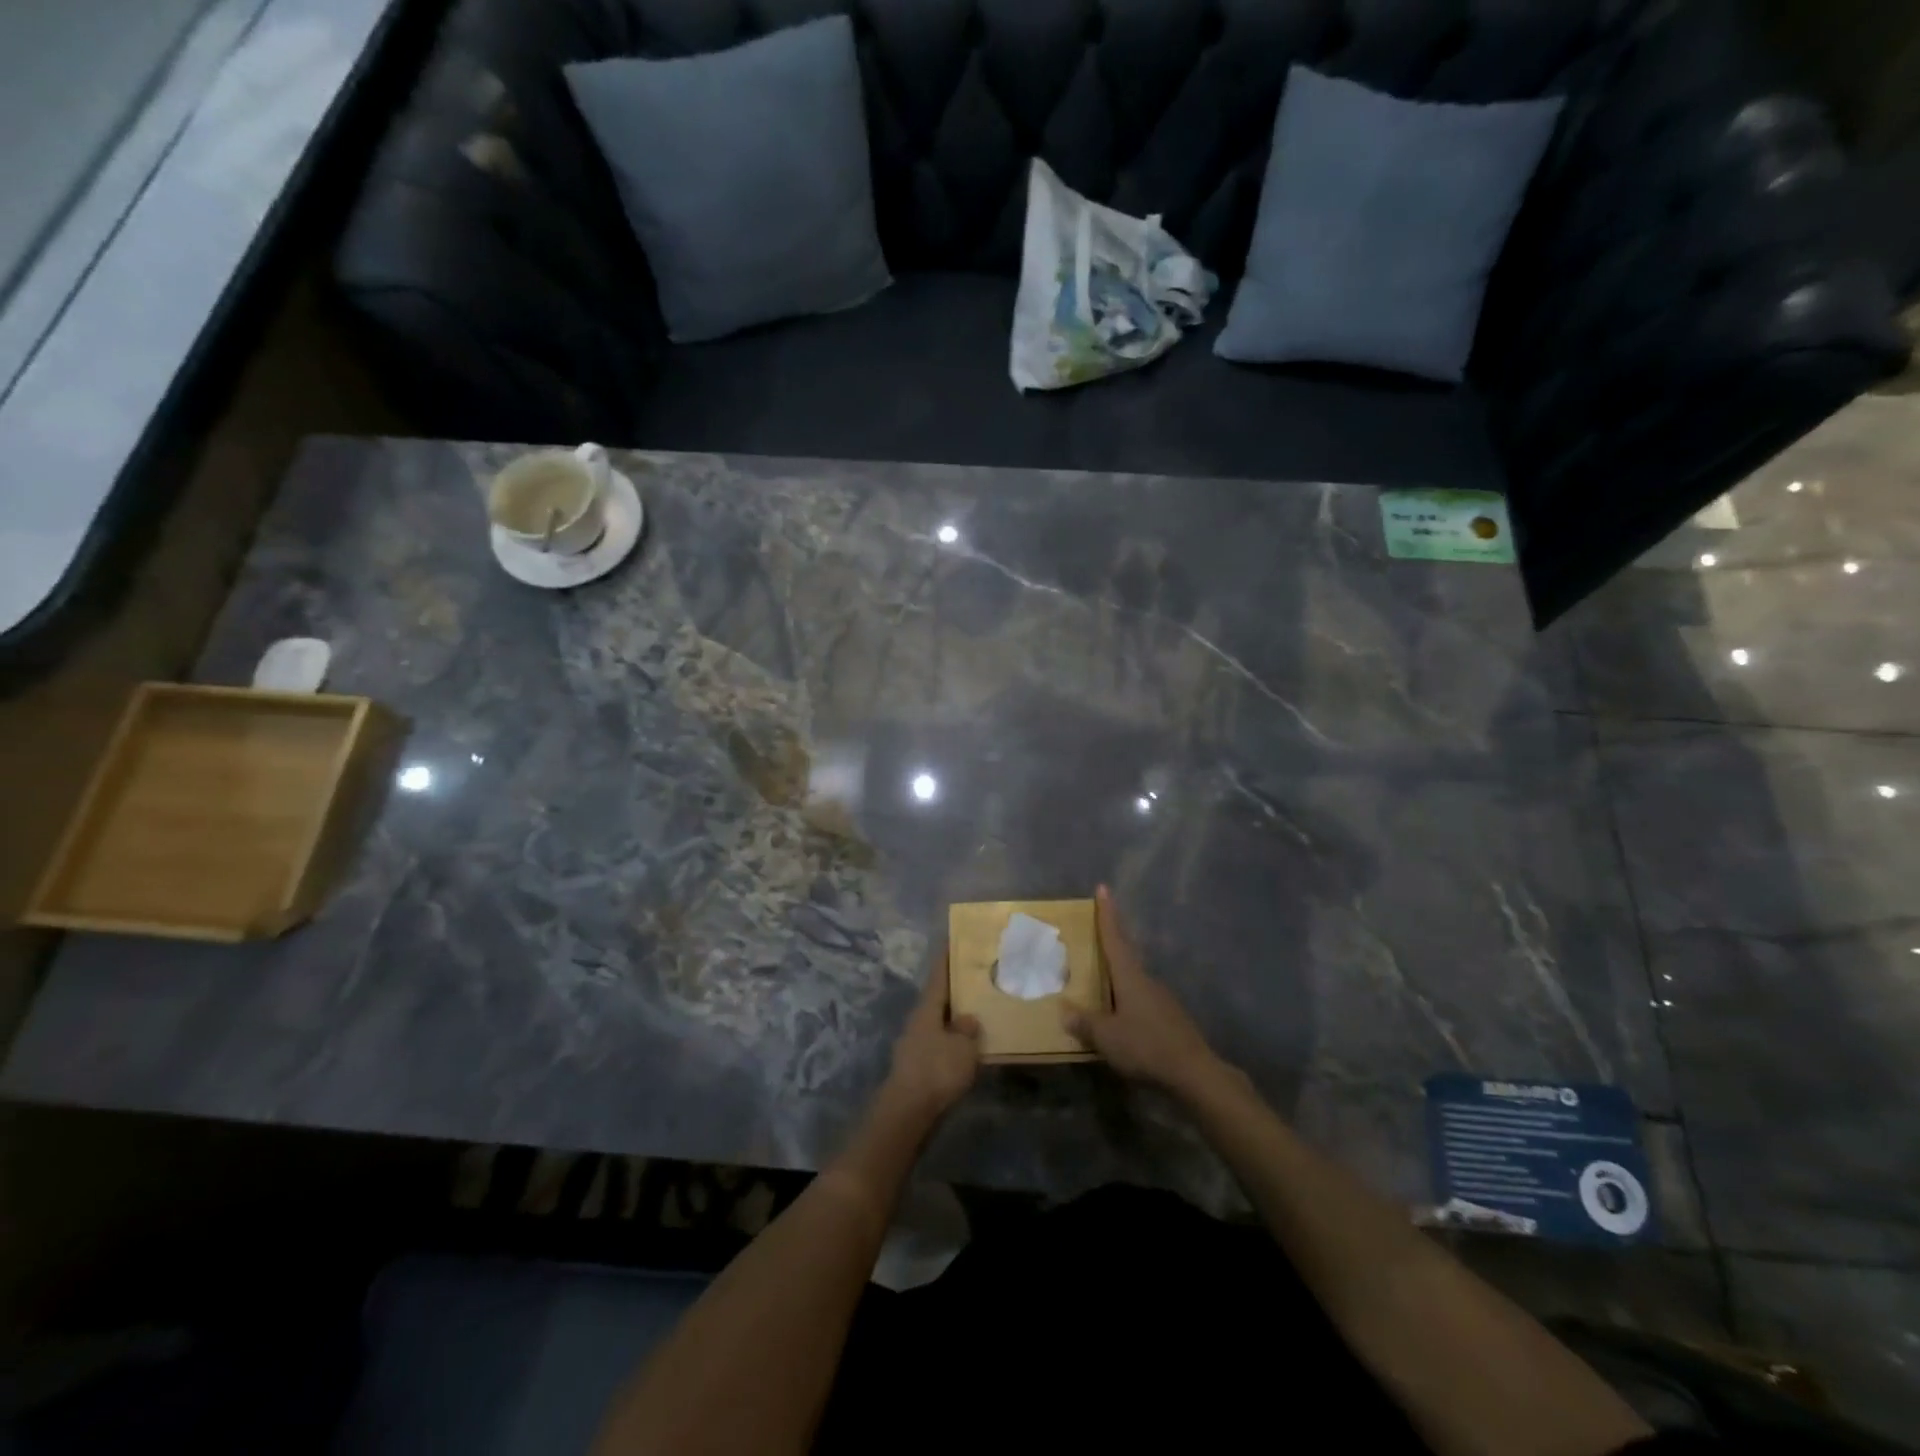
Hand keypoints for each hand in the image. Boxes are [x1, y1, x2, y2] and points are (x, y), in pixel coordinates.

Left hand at [879, 950, 980, 1122]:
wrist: (908, 1112)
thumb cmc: (936, 1071)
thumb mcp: (963, 1047)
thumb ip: (968, 1029)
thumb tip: (968, 1019)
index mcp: (927, 1008)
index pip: (938, 974)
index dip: (947, 956)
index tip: (953, 937)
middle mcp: (919, 1020)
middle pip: (939, 997)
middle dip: (956, 987)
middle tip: (978, 975)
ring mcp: (916, 1043)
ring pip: (940, 1020)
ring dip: (956, 1015)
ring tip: (980, 1009)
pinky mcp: (919, 1065)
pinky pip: (941, 1042)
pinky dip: (954, 1038)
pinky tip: (970, 1045)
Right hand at [1064, 885, 1223, 1096]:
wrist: (1194, 1073)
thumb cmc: (1146, 1046)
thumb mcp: (1106, 1037)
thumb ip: (1085, 1023)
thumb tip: (1064, 1009)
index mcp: (1130, 977)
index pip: (1115, 938)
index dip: (1107, 914)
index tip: (1103, 888)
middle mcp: (1147, 981)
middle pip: (1126, 955)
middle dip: (1111, 942)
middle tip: (1096, 932)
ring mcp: (1162, 1000)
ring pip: (1134, 980)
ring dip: (1118, 977)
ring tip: (1100, 982)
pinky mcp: (1170, 1019)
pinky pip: (1142, 1001)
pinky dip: (1127, 1001)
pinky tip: (1121, 1017)